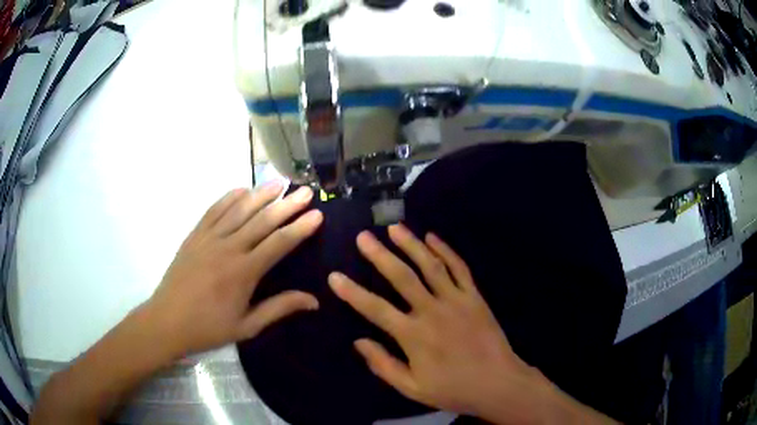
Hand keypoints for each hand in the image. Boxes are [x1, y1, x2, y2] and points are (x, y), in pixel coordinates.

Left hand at [145, 183, 322, 357]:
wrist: (167, 321)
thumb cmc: (208, 328)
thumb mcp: (247, 326)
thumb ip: (279, 308)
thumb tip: (314, 300)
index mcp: (243, 272)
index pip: (278, 243)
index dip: (299, 228)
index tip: (317, 215)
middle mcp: (228, 248)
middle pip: (262, 221)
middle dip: (287, 204)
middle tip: (306, 191)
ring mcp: (209, 238)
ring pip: (239, 210)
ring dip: (261, 194)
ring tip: (280, 182)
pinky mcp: (194, 235)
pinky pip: (214, 210)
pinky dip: (229, 198)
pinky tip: (242, 190)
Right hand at [327, 224, 543, 421]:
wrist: (498, 383)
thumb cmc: (453, 389)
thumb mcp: (412, 388)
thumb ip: (383, 365)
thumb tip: (359, 341)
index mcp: (414, 335)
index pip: (375, 309)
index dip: (352, 292)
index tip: (334, 276)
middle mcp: (432, 311)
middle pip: (402, 277)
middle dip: (380, 255)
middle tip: (363, 237)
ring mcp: (456, 300)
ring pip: (430, 265)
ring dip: (411, 244)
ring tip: (394, 227)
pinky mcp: (475, 297)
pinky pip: (459, 268)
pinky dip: (446, 250)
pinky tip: (432, 236)